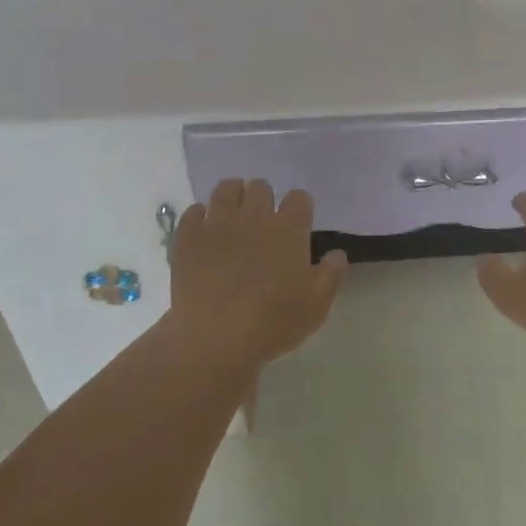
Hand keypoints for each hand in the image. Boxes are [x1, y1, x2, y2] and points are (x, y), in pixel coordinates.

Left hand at [166, 179, 347, 370]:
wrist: (215, 338)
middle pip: (261, 187)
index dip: (299, 207)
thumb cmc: (273, 324)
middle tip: (263, 220)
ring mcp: (218, 224)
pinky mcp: (188, 237)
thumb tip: (337, 253)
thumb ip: (331, 274)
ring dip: (233, 196)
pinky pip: (194, 210)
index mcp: (288, 230)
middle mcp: (254, 217)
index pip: (299, 198)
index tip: (297, 222)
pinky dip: (201, 216)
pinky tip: (204, 231)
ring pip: (226, 189)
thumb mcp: (316, 306)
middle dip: (264, 198)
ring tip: (233, 214)